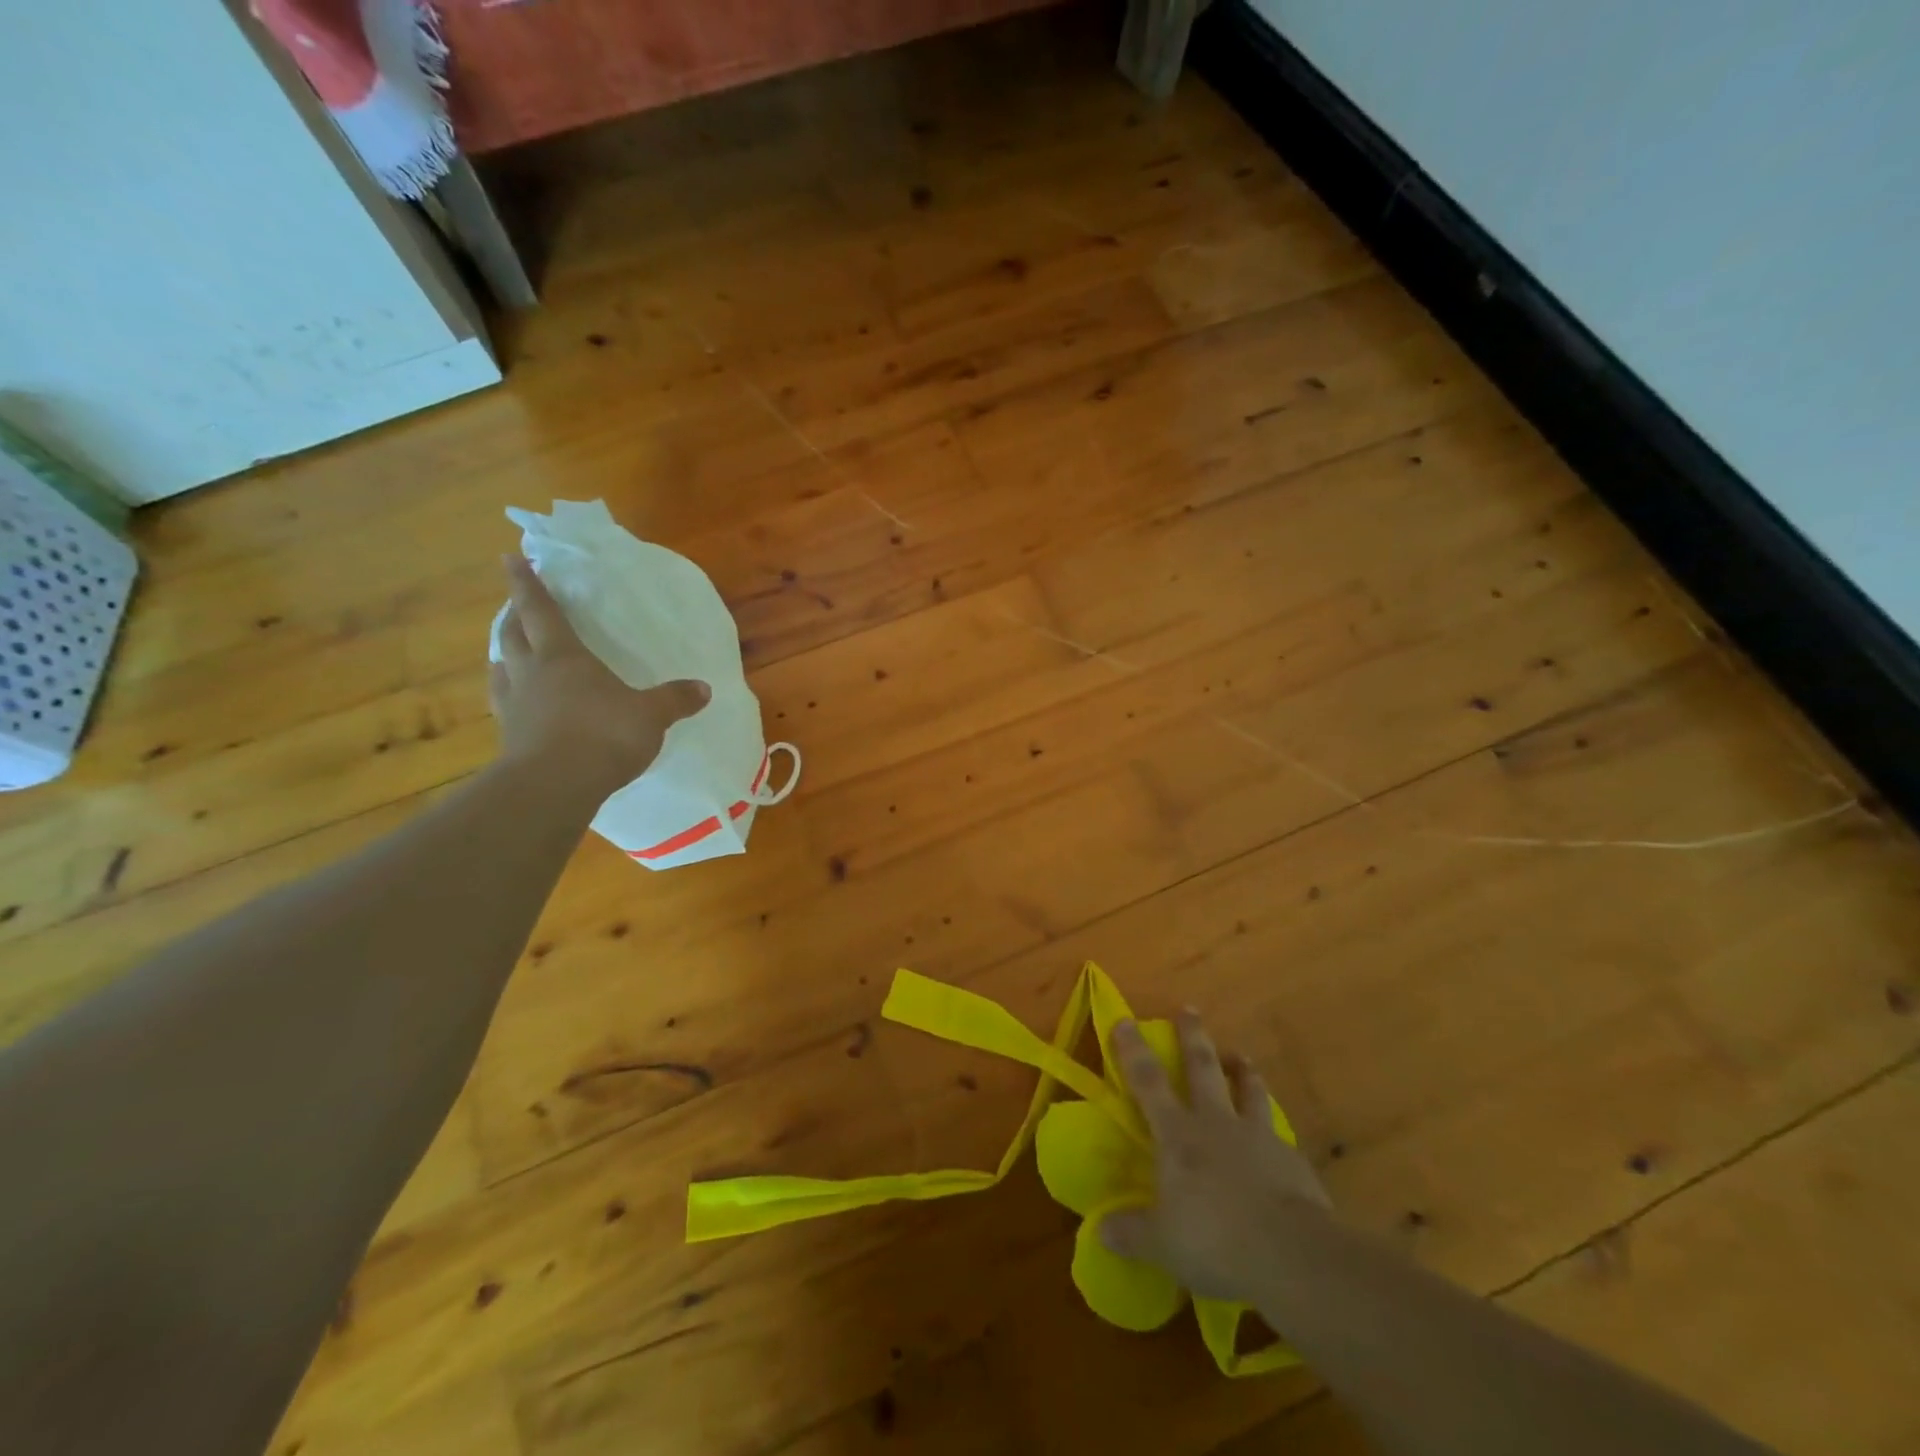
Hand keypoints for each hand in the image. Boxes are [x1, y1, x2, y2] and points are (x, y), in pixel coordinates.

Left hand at [489, 554, 710, 792]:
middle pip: (512, 633)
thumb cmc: (604, 735)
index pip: (541, 609)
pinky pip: (504, 702)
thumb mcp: (651, 715)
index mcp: (563, 656)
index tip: (511, 558)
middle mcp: (531, 672)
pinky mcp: (509, 736)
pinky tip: (518, 702)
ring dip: (505, 654)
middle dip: (513, 615)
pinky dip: (509, 693)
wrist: (555, 786)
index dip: (526, 582)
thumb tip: (705, 688)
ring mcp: (514, 705)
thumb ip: (675, 700)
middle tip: (517, 606)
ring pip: (502, 667)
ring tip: (512, 652)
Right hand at [1101, 1010, 1331, 1302]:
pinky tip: (1277, 1140)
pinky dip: (1273, 1129)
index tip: (1124, 1019)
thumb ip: (1131, 1233)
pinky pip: (1278, 1134)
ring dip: (1242, 1070)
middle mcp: (1215, 1123)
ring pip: (1248, 1090)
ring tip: (1241, 1057)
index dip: (1133, 1050)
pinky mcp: (1292, 1161)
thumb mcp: (1161, 1244)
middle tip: (1190, 1009)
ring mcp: (1257, 1137)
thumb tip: (1100, 1230)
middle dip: (1193, 1037)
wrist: (1291, 1255)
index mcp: (1178, 1135)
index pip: (1148, 1081)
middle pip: (1202, 1068)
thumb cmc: (1214, 1240)